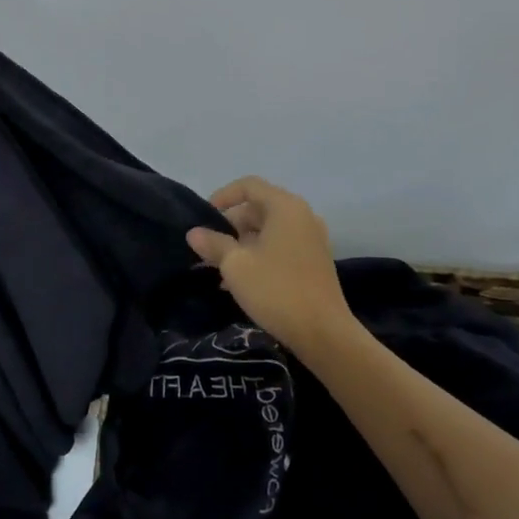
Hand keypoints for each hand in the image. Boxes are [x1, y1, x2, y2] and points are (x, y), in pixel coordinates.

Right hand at [186, 176, 354, 354]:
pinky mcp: (315, 261)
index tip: (204, 217)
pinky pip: (281, 247)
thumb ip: (213, 244)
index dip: (223, 196)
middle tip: (209, 248)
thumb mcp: (236, 265)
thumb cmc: (276, 290)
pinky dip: (260, 255)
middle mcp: (302, 216)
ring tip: (220, 269)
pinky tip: (241, 282)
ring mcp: (312, 239)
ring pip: (269, 230)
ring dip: (243, 244)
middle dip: (231, 225)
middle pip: (259, 208)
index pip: (249, 185)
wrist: (323, 332)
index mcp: (285, 207)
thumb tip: (194, 233)